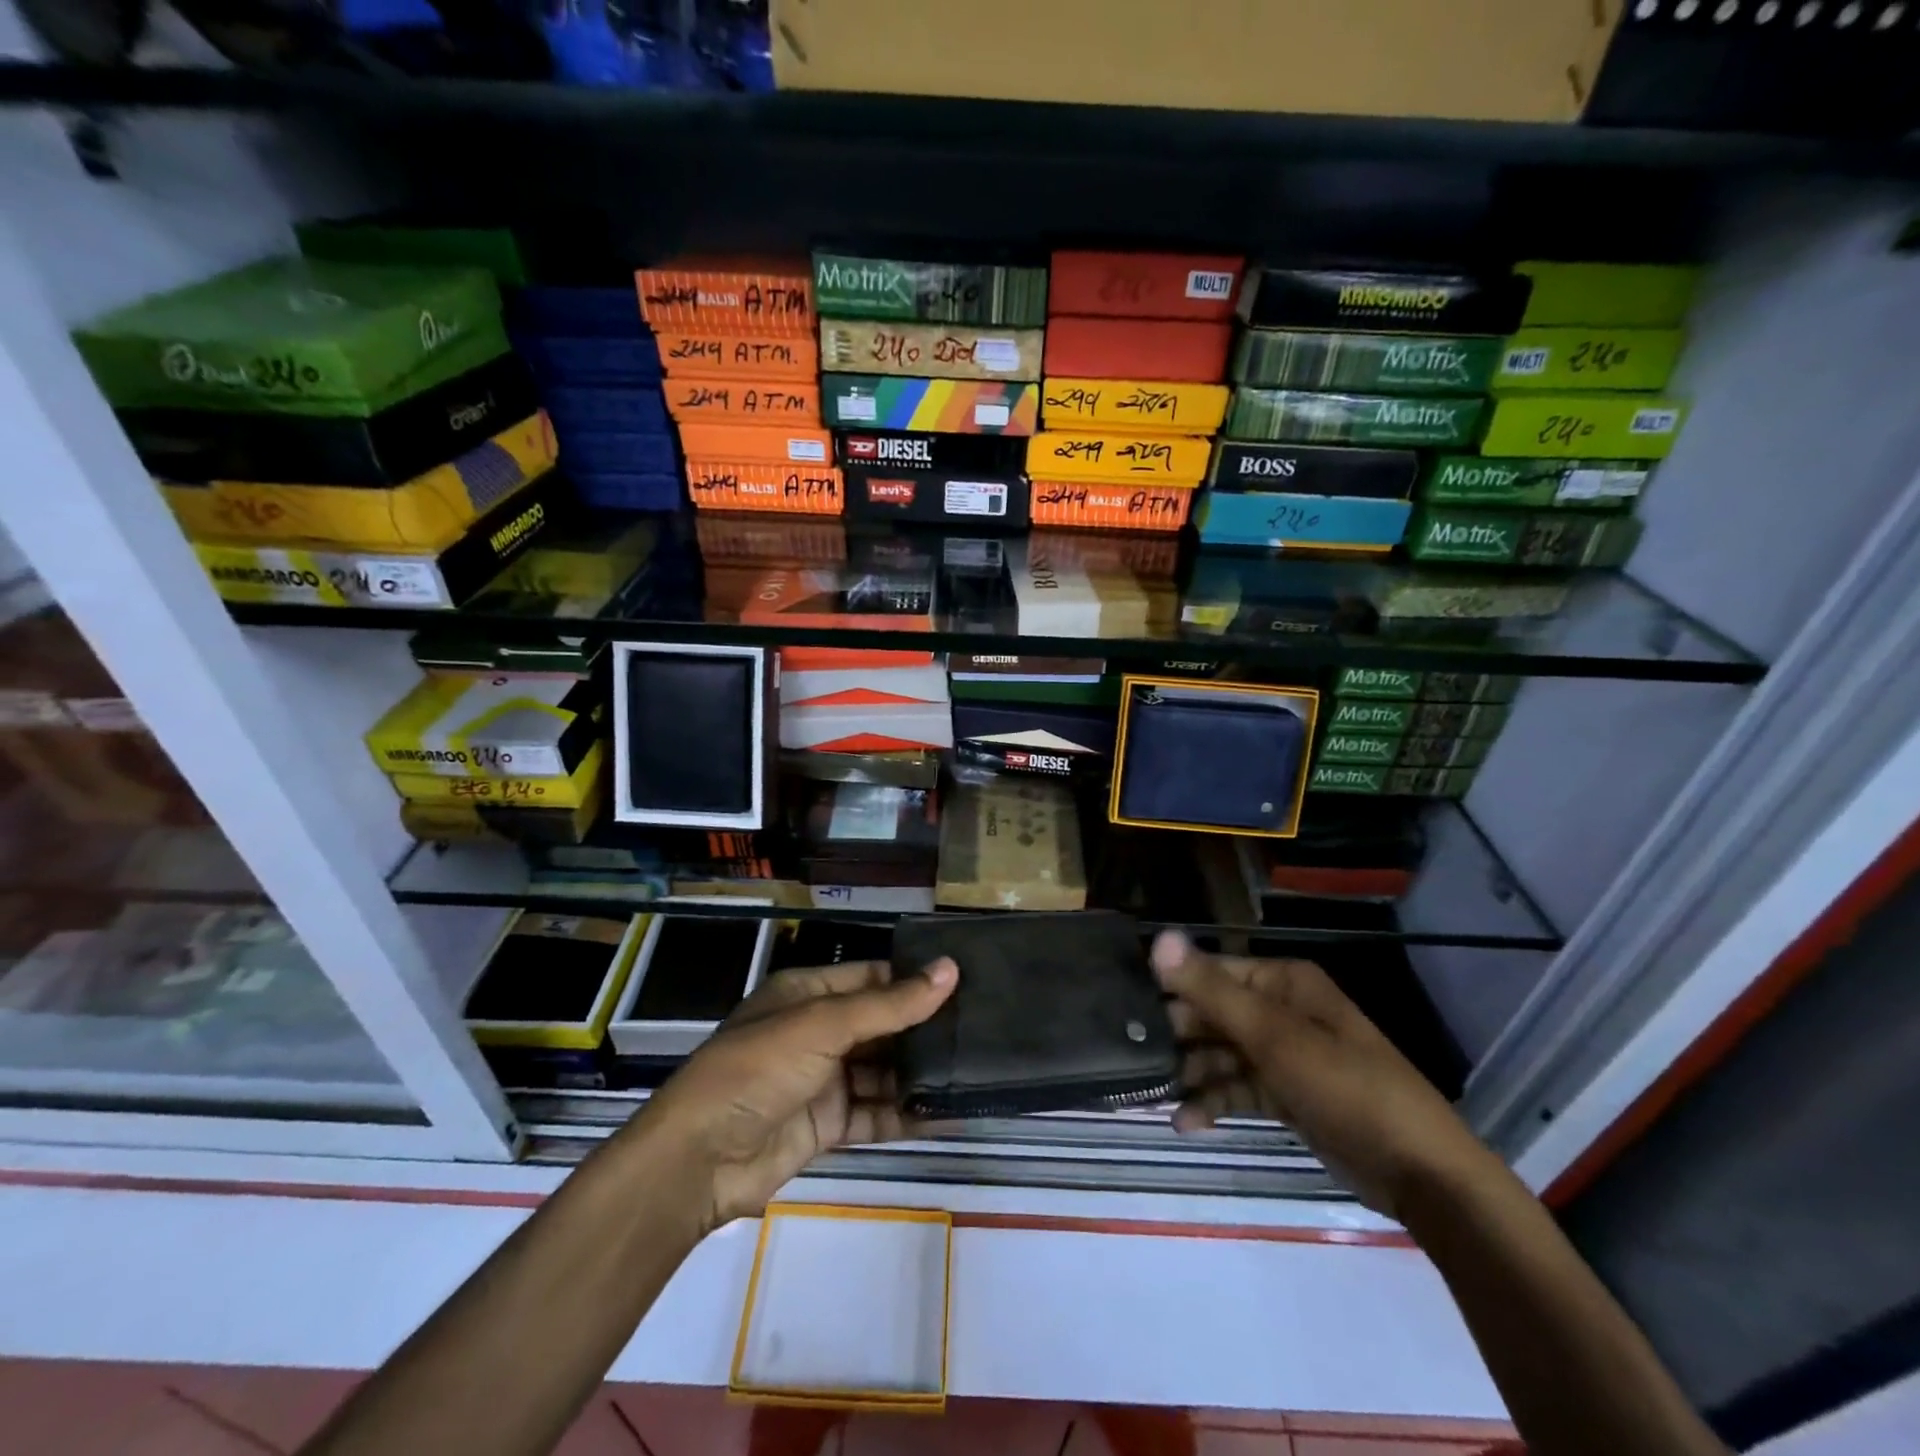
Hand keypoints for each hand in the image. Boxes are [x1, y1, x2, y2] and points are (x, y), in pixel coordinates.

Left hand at [640, 956, 957, 1229]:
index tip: (966, 982)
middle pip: (881, 1024)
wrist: (699, 1161)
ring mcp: (823, 1080)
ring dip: (919, 1073)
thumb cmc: (758, 1069)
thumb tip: (950, 970)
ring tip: (974, 1069)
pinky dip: (906, 1114)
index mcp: (808, 994)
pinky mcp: (827, 1125)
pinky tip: (947, 1112)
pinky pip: (875, 1113)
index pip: (872, 977)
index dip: (914, 979)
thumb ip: (890, 1004)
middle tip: (982, 1029)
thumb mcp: (824, 1026)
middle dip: (923, 1029)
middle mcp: (817, 1031)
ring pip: (882, 1070)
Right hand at [1150, 930, 1496, 1218]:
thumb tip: (1158, 938)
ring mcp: (1285, 1054)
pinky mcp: (1287, 1094)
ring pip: (1221, 1054)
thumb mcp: (1275, 1037)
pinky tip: (1185, 1122)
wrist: (1422, 1175)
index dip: (1171, 987)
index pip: (1211, 972)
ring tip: (1150, 1094)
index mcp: (1283, 982)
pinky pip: (1238, 1088)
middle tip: (1131, 1056)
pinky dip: (1213, 1102)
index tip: (1126, 1009)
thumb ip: (1212, 990)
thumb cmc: (1347, 1088)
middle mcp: (1281, 1009)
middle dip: (1176, 1035)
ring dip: (1190, 1073)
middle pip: (1213, 1013)